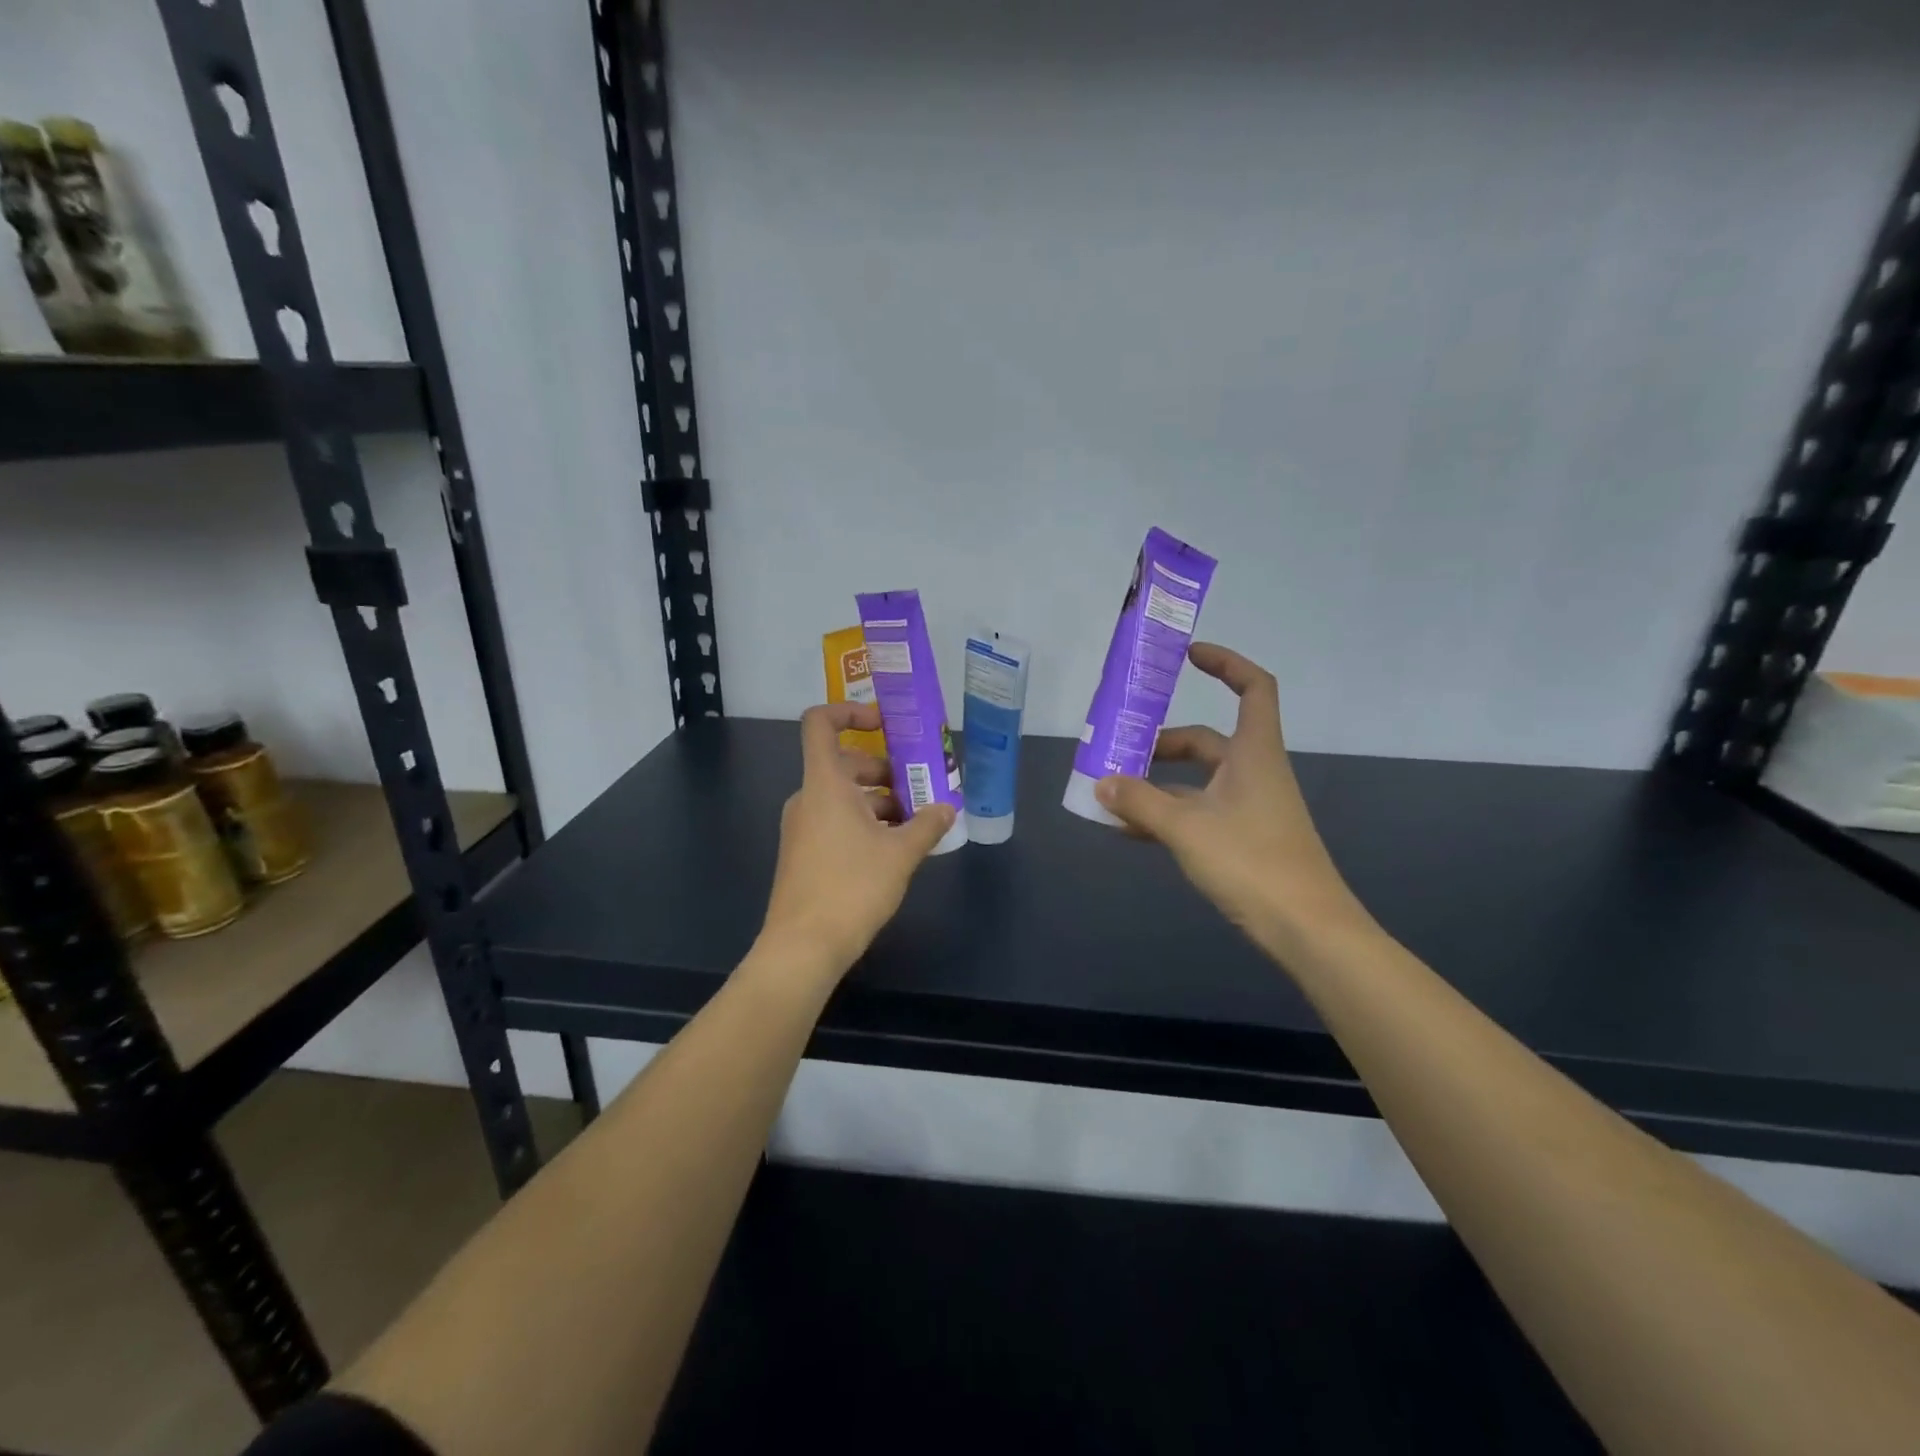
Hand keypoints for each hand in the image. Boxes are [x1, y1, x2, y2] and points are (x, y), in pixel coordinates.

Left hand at [759, 702, 957, 977]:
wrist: (804, 946)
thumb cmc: (852, 887)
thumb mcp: (901, 854)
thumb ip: (928, 824)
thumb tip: (948, 807)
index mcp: (825, 784)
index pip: (820, 724)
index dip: (850, 712)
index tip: (885, 724)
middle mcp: (808, 798)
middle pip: (844, 764)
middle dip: (885, 770)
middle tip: (921, 787)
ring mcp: (802, 827)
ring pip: (843, 796)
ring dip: (879, 801)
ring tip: (917, 822)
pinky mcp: (803, 853)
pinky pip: (836, 821)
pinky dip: (864, 823)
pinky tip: (894, 848)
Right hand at [1095, 643, 1372, 955]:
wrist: (1306, 929)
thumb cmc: (1251, 862)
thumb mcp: (1186, 828)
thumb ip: (1140, 802)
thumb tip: (1102, 783)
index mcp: (1253, 753)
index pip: (1253, 688)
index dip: (1225, 664)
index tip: (1187, 656)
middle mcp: (1253, 771)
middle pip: (1205, 740)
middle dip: (1161, 743)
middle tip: (1118, 751)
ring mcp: (1249, 807)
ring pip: (1197, 781)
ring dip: (1157, 783)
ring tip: (1113, 794)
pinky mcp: (1243, 838)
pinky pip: (1197, 812)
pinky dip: (1167, 814)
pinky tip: (1131, 829)